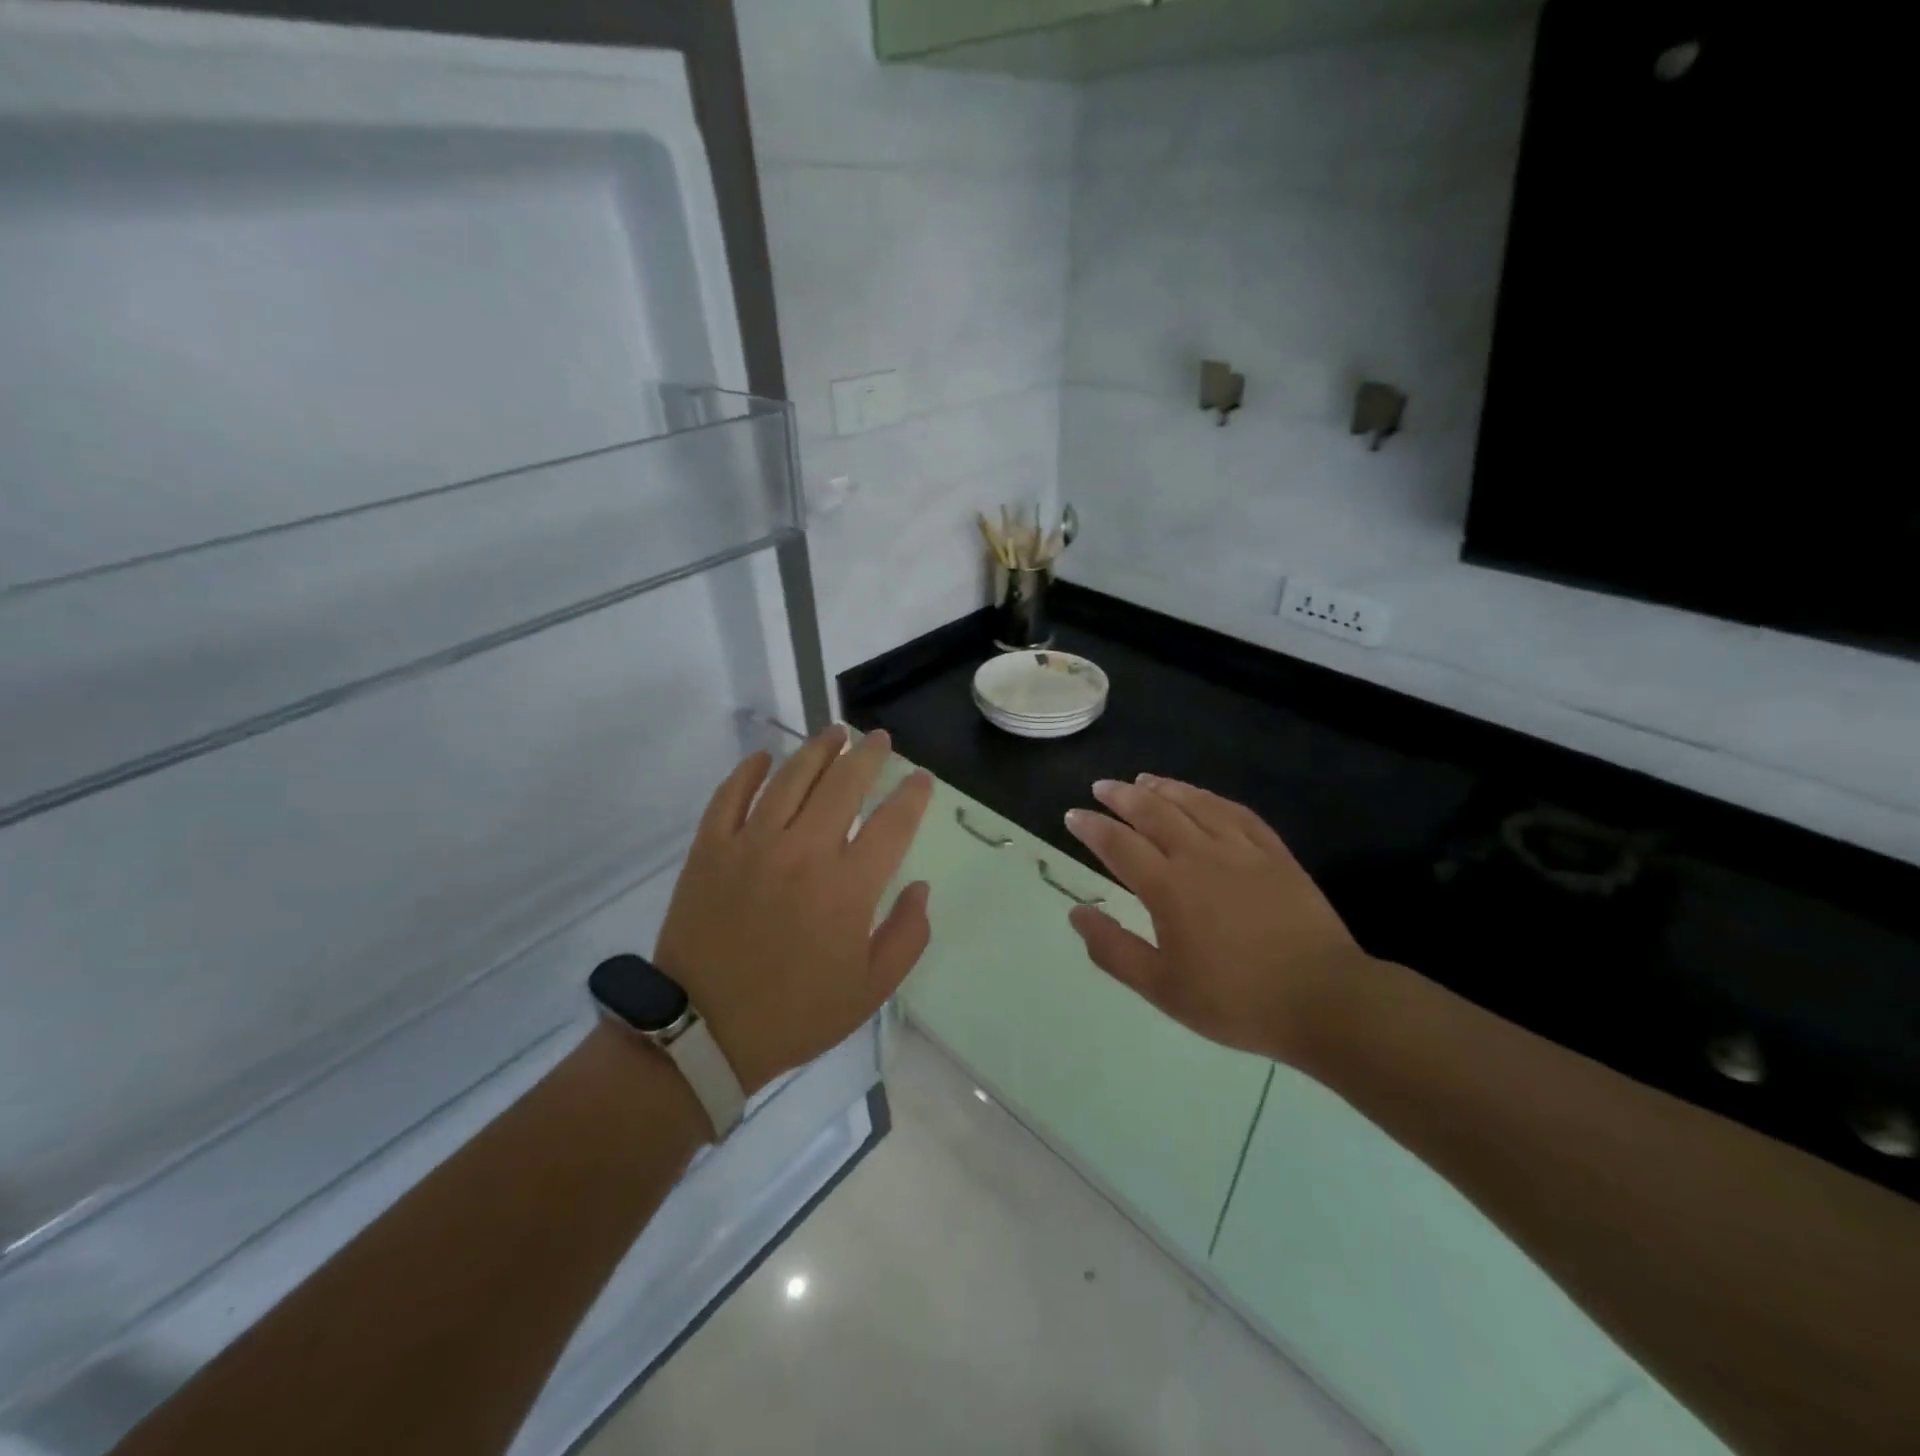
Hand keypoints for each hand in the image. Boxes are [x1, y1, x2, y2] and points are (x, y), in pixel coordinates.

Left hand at [653, 726, 933, 1094]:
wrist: (703, 1032)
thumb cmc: (795, 1013)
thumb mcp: (870, 990)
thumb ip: (907, 936)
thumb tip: (919, 887)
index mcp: (847, 887)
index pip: (892, 823)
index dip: (912, 795)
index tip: (921, 778)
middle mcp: (803, 852)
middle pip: (843, 784)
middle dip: (868, 756)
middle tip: (878, 739)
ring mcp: (751, 845)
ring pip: (790, 778)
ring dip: (817, 750)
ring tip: (834, 733)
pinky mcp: (710, 849)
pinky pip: (730, 796)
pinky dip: (747, 771)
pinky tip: (762, 757)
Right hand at [1063, 775, 1376, 1067]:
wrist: (1324, 1000)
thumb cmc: (1236, 1000)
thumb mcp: (1163, 988)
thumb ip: (1114, 949)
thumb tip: (1077, 913)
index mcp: (1169, 888)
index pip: (1119, 845)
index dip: (1092, 827)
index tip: (1073, 815)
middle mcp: (1201, 856)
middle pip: (1154, 812)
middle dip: (1122, 796)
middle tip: (1102, 786)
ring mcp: (1242, 850)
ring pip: (1196, 804)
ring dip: (1165, 788)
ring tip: (1144, 779)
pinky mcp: (1275, 854)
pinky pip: (1238, 813)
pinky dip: (1212, 798)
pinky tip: (1203, 796)